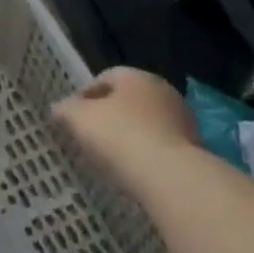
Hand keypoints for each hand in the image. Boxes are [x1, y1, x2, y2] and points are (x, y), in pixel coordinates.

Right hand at [53, 66, 199, 181]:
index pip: (104, 78)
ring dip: (129, 133)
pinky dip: (145, 151)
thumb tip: (59, 107)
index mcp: (136, 77)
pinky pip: (159, 143)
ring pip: (145, 121)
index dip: (84, 95)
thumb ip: (66, 109)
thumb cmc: (120, 136)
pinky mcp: (193, 147)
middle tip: (89, 134)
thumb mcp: (79, 119)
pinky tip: (133, 168)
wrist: (171, 176)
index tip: (72, 116)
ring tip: (110, 155)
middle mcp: (162, 90)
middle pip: (127, 99)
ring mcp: (182, 119)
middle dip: (108, 114)